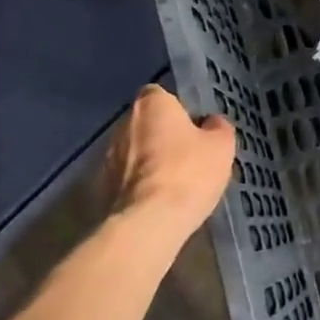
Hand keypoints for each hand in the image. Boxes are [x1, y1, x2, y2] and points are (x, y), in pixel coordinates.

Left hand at [103, 86, 235, 241]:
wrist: (147, 224)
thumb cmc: (188, 173)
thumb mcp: (221, 146)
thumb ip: (217, 128)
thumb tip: (211, 124)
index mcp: (151, 104)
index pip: (161, 95)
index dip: (178, 111)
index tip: (193, 129)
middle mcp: (122, 123)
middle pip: (146, 124)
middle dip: (161, 137)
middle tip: (186, 158)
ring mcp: (105, 157)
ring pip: (132, 154)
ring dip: (147, 164)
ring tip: (171, 187)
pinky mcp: (98, 189)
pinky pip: (123, 182)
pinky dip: (136, 189)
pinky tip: (154, 206)